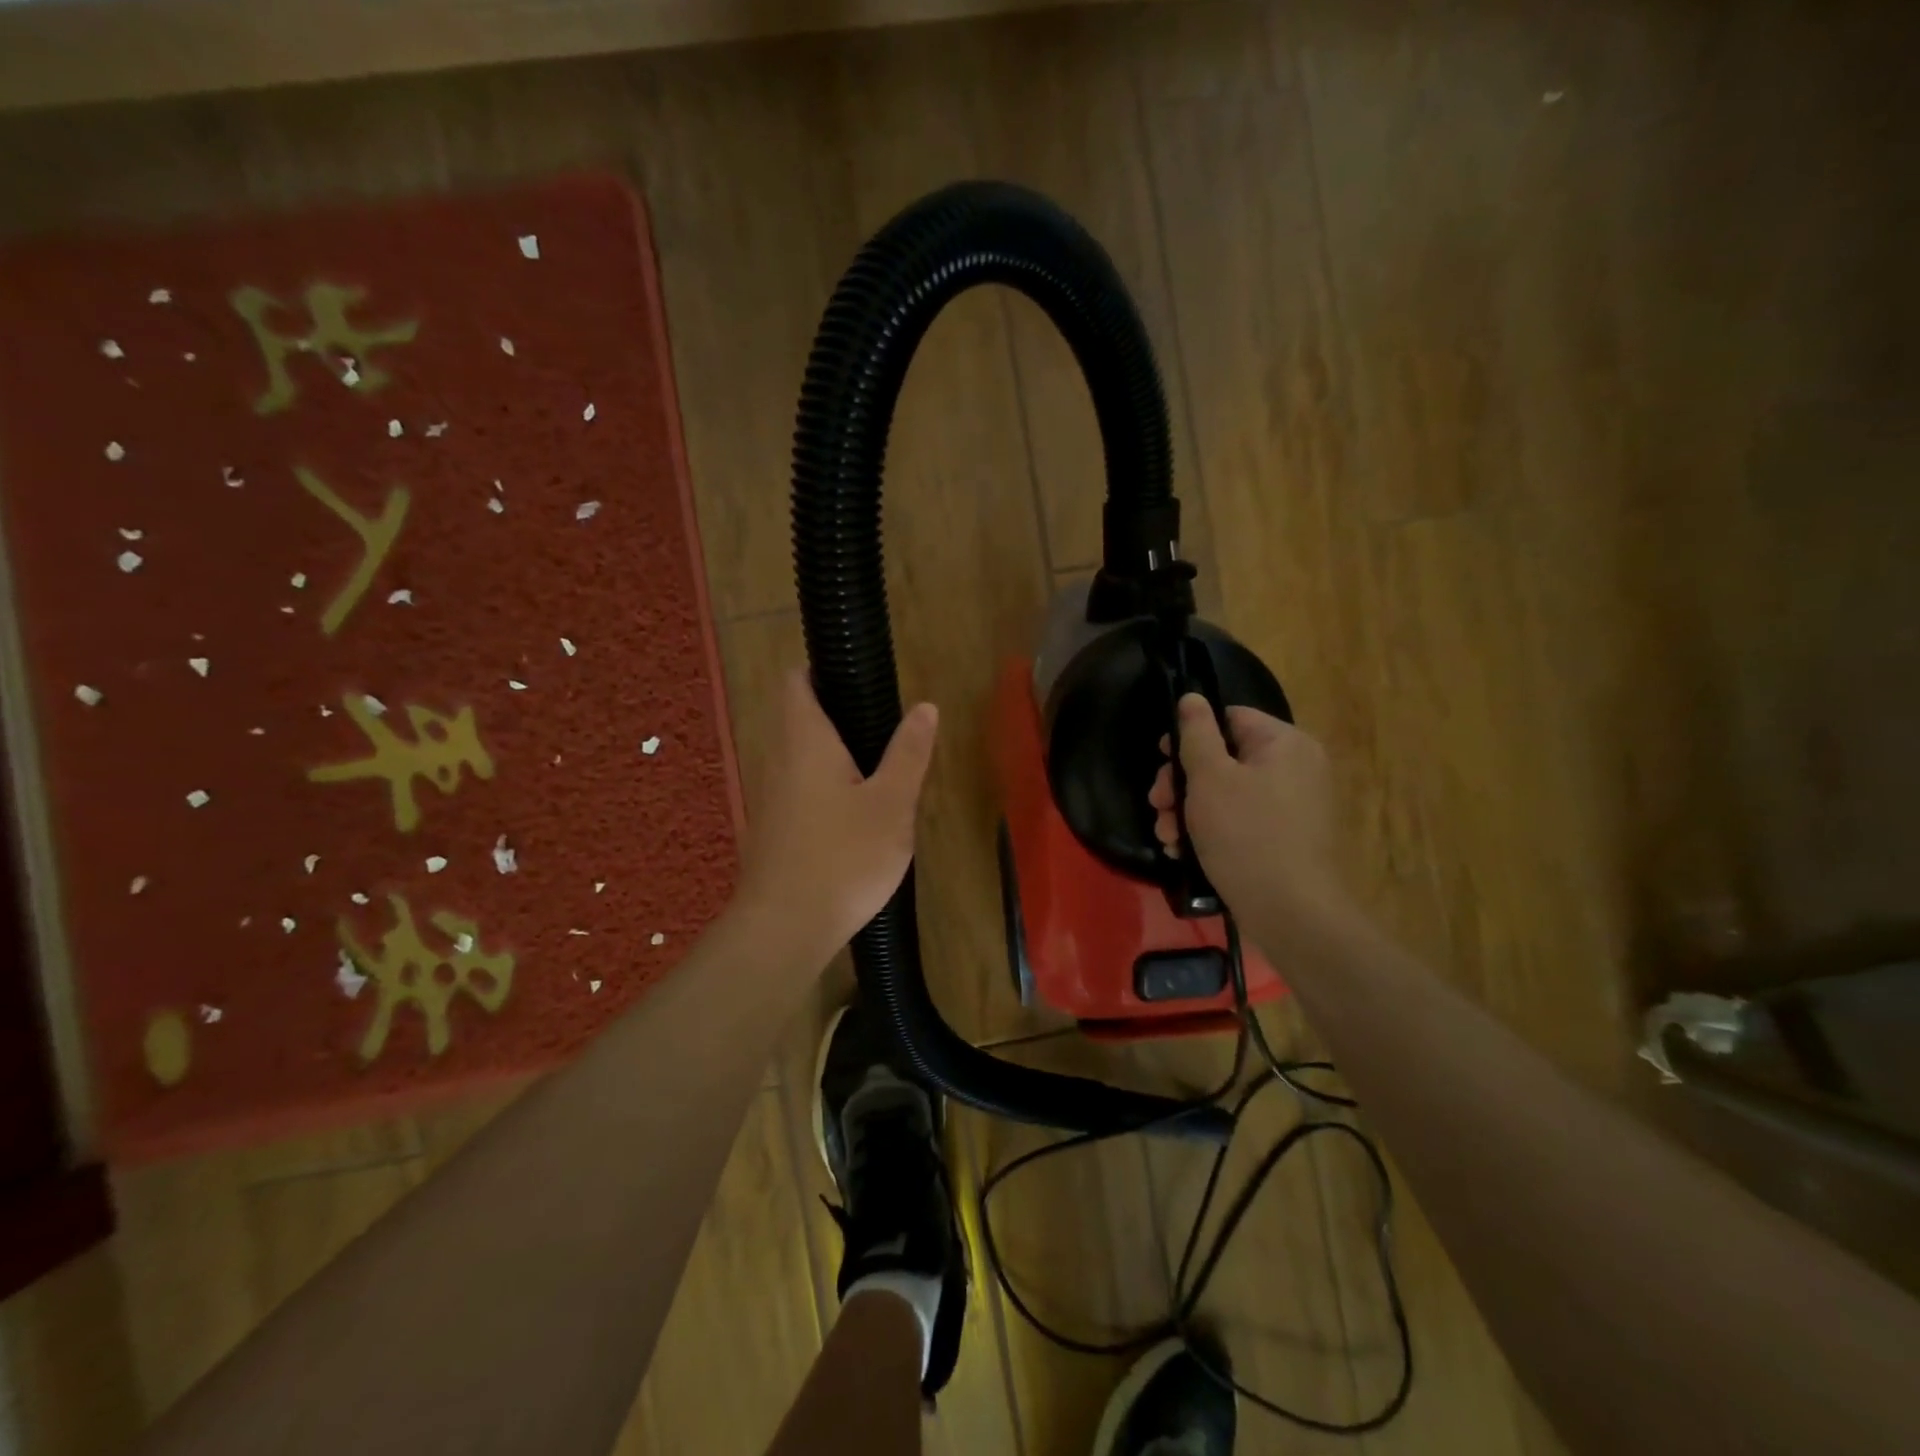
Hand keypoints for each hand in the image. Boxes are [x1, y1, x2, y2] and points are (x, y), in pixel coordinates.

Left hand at [735, 667, 938, 962]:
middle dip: (839, 716)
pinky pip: (799, 789)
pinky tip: (856, 816)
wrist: (784, 929)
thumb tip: (925, 707)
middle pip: (800, 717)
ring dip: (834, 756)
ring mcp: (770, 795)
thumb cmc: (843, 857)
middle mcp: (778, 759)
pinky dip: (825, 787)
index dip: (822, 670)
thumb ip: (908, 753)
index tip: (860, 679)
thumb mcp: (892, 804)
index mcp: (805, 740)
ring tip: (880, 772)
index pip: (797, 680)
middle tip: (886, 730)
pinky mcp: (772, 828)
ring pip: (801, 757)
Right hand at [1148, 694, 1338, 918]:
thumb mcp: (1210, 778)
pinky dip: (1210, 831)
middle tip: (1157, 805)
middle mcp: (1296, 768)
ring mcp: (1293, 806)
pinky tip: (1183, 851)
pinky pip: (1240, 820)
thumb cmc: (1246, 834)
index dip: (1190, 735)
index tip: (1161, 760)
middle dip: (1181, 783)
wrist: (1291, 913)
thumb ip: (1196, 733)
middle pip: (1224, 758)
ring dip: (1187, 810)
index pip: (1230, 718)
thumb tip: (1192, 697)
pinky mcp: (1285, 839)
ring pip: (1226, 793)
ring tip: (1165, 836)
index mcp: (1285, 743)